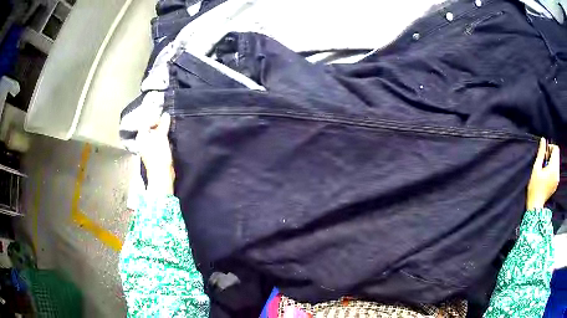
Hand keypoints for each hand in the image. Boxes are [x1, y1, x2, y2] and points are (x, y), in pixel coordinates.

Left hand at [138, 113, 174, 194]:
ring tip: (171, 127)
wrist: (162, 175)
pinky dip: (164, 137)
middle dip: (160, 124)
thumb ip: (163, 125)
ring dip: (162, 130)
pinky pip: (159, 141)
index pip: (147, 122)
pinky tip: (170, 136)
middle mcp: (143, 141)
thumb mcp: (161, 137)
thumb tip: (166, 114)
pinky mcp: (155, 153)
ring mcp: (149, 148)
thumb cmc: (159, 155)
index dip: (155, 118)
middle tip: (169, 120)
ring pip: (155, 134)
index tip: (165, 116)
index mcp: (141, 136)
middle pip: (151, 128)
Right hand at [527, 138, 559, 209]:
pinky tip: (546, 175)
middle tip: (544, 161)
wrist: (536, 206)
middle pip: (557, 155)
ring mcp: (557, 179)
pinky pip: (556, 170)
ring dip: (552, 161)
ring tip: (544, 169)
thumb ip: (541, 153)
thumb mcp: (536, 168)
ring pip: (557, 162)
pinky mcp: (556, 183)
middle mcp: (557, 172)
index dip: (550, 147)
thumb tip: (543, 140)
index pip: (556, 149)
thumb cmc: (534, 187)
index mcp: (553, 168)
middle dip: (551, 154)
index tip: (544, 154)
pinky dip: (552, 169)